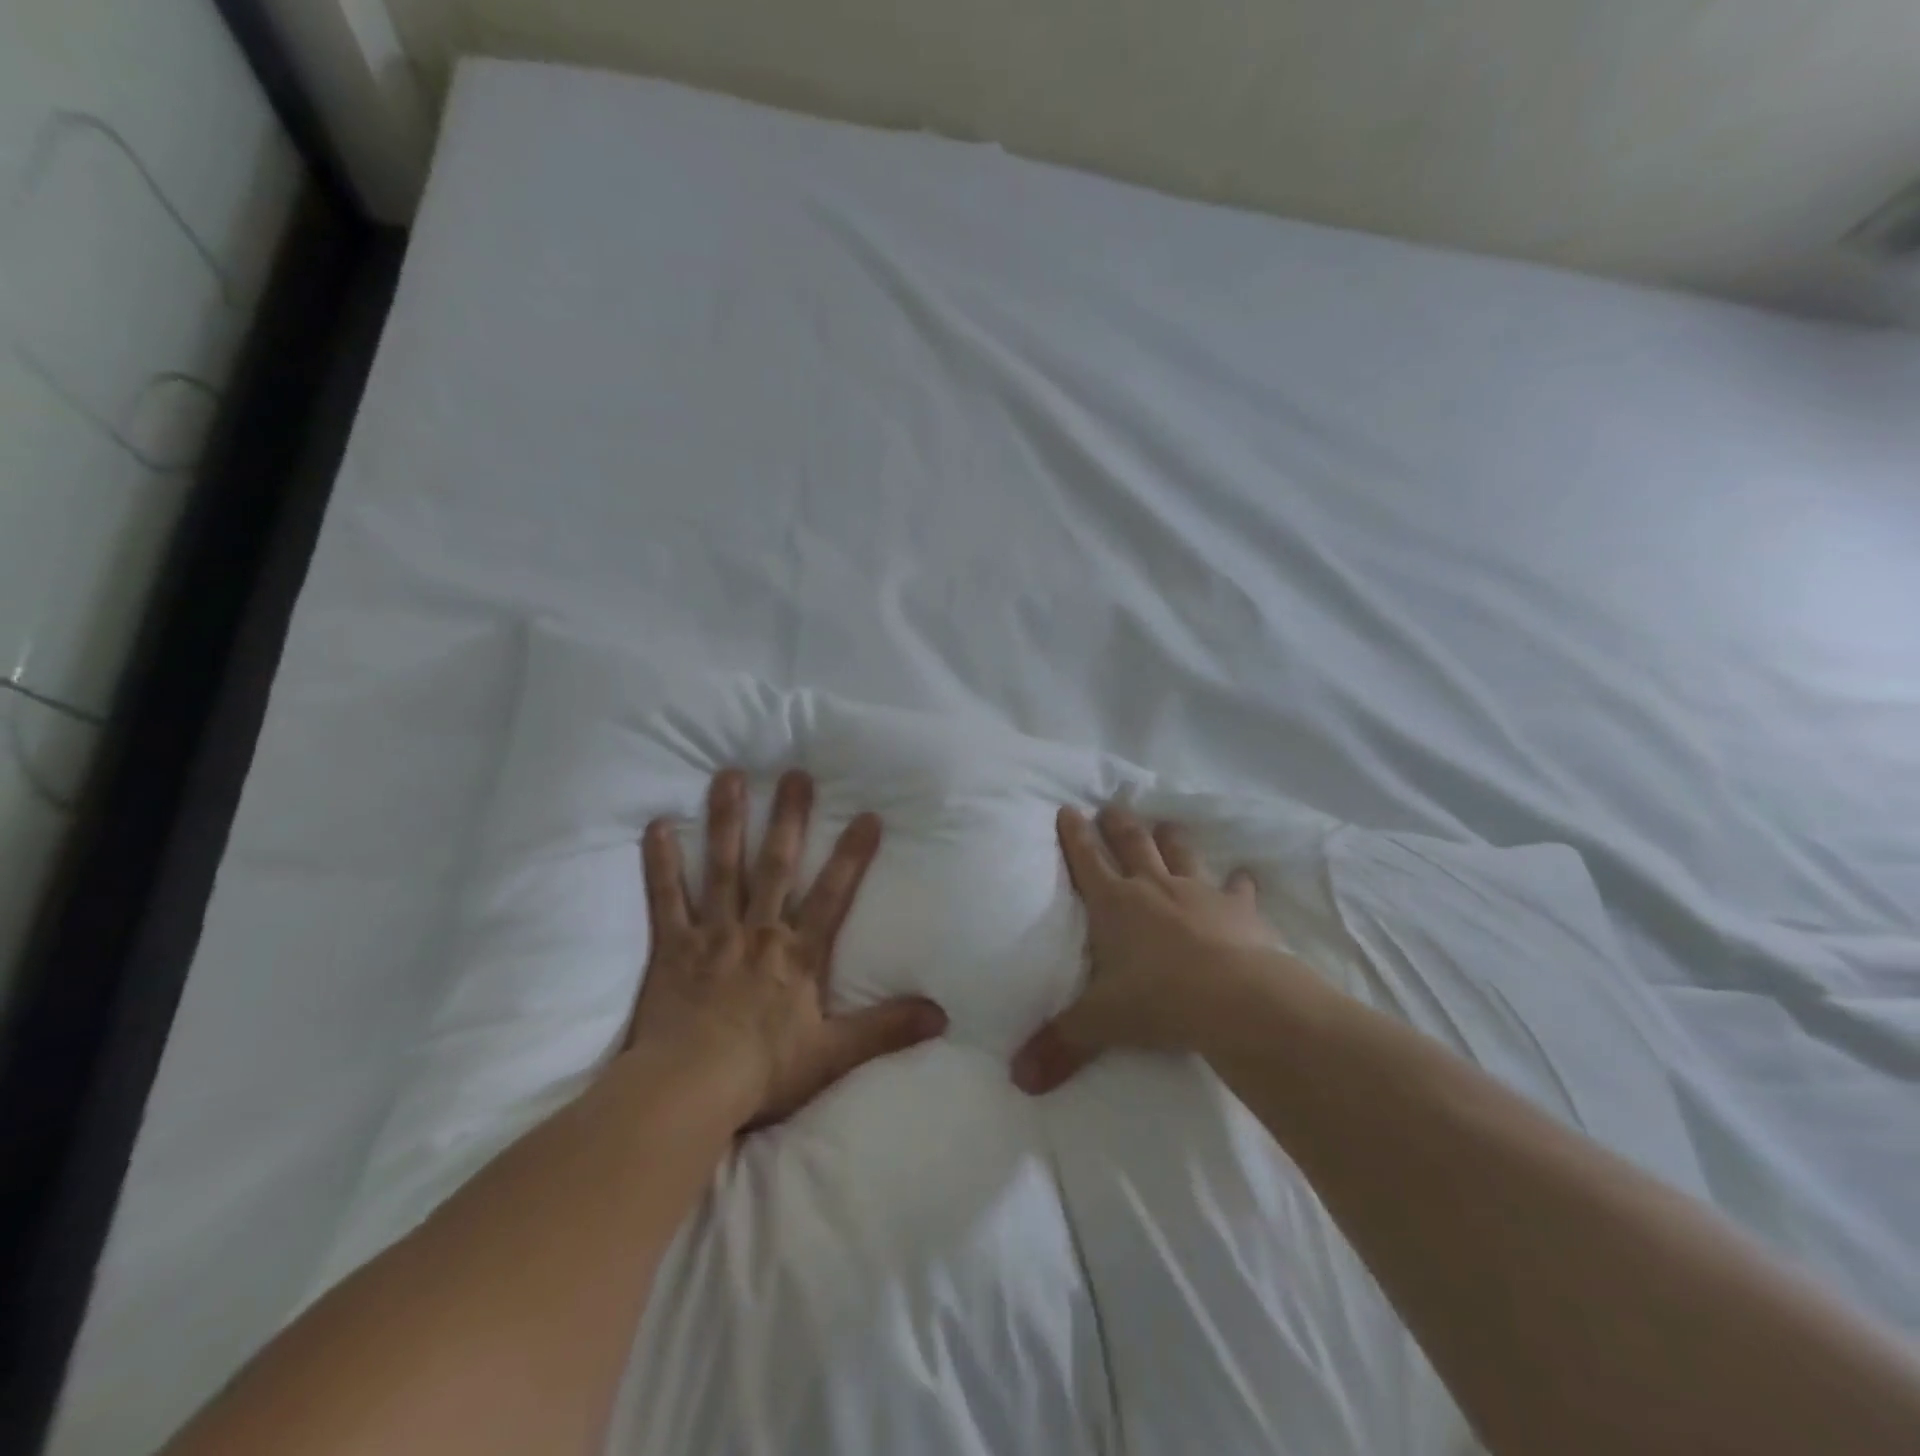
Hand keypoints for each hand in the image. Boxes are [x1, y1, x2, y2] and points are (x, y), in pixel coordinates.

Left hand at [628, 768, 947, 1128]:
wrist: (689, 1089)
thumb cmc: (763, 1071)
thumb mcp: (835, 1054)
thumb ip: (887, 1028)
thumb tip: (943, 1016)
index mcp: (798, 954)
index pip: (834, 895)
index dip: (852, 856)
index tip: (868, 815)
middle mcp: (758, 932)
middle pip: (776, 865)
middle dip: (788, 819)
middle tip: (795, 774)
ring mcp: (712, 934)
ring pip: (723, 868)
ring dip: (728, 821)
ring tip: (730, 776)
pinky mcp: (672, 946)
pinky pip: (665, 897)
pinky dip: (661, 863)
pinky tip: (657, 825)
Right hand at [1011, 805, 1300, 1094]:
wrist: (1236, 1000)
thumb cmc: (1157, 1000)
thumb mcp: (1099, 1024)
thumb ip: (1059, 1046)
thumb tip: (1018, 1080)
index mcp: (1114, 904)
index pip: (1086, 860)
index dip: (1074, 834)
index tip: (1068, 809)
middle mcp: (1153, 887)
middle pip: (1132, 843)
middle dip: (1118, 824)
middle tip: (1112, 807)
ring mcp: (1199, 893)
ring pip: (1180, 852)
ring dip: (1171, 838)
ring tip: (1166, 825)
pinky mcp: (1239, 909)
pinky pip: (1238, 887)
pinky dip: (1238, 882)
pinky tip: (1242, 876)